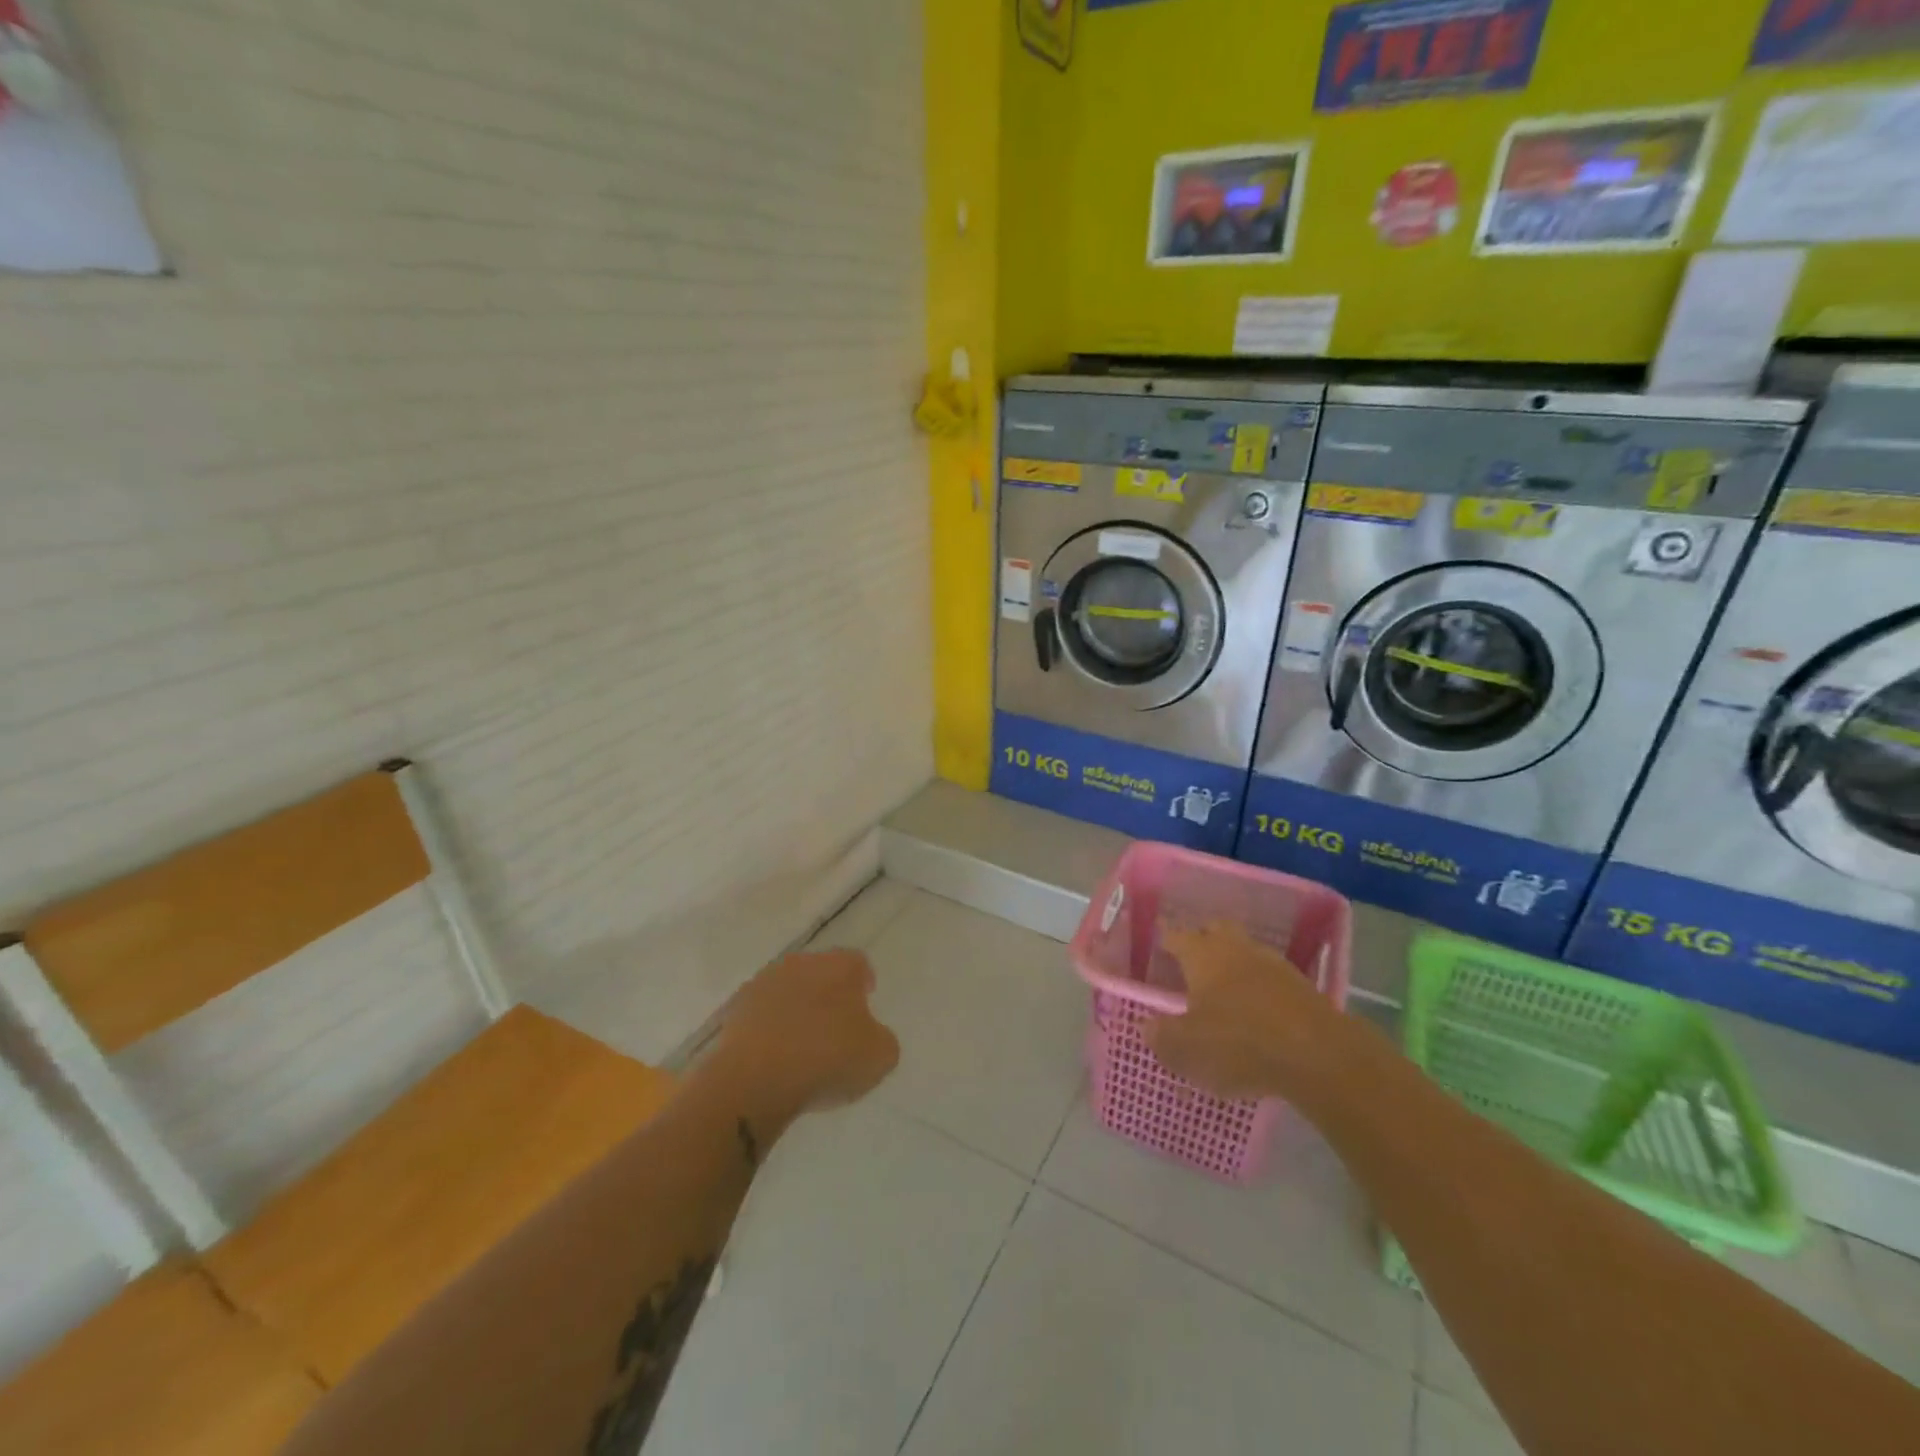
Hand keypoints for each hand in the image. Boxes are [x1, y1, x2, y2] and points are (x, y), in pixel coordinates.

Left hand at [717, 948, 899, 1115]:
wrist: (754, 1080)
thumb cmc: (827, 1060)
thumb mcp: (880, 1057)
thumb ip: (881, 1038)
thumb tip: (870, 1035)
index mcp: (839, 966)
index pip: (857, 962)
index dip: (863, 981)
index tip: (866, 1001)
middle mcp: (801, 964)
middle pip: (820, 971)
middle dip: (828, 993)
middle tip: (835, 1024)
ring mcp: (763, 984)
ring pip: (787, 990)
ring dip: (795, 1008)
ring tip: (801, 1043)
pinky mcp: (734, 1010)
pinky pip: (760, 1014)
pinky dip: (769, 1028)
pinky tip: (774, 1055)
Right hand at [1144, 923, 1342, 1099]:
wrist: (1319, 1055)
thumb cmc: (1239, 1043)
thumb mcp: (1187, 1048)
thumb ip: (1162, 1036)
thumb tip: (1147, 1026)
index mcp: (1202, 955)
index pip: (1176, 935)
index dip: (1165, 939)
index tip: (1158, 944)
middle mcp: (1236, 949)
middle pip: (1216, 930)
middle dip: (1203, 939)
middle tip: (1191, 961)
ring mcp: (1273, 964)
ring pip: (1246, 951)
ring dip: (1234, 963)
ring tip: (1224, 989)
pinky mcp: (1302, 987)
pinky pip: (1271, 977)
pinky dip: (1260, 987)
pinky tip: (1257, 1010)